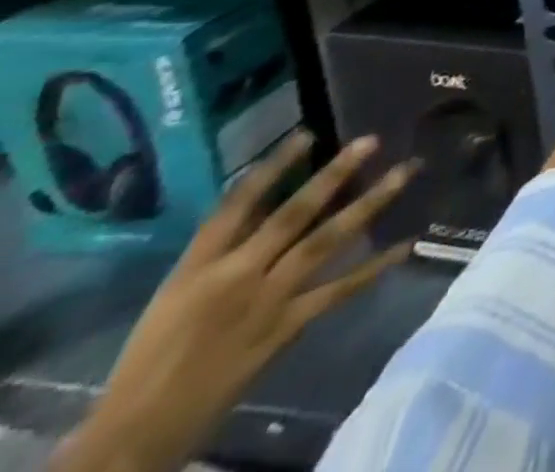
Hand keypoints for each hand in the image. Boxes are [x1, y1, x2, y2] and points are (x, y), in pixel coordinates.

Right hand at [52, 131, 416, 471]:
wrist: (134, 434)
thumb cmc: (151, 359)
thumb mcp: (176, 295)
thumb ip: (224, 249)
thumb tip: (273, 202)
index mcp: (197, 269)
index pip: (235, 207)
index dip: (272, 168)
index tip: (308, 133)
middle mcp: (236, 275)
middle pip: (292, 215)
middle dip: (333, 175)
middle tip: (372, 139)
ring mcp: (267, 300)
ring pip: (327, 241)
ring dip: (370, 203)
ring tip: (407, 171)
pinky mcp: (287, 326)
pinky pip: (341, 290)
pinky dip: (375, 267)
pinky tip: (407, 245)